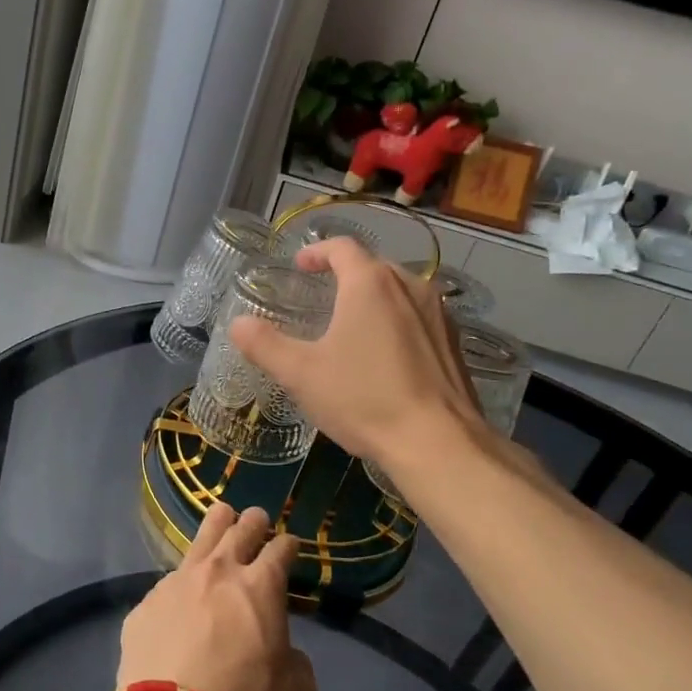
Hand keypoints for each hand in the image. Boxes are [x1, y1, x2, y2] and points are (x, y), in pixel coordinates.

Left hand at [117, 505, 316, 690]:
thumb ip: (294, 660)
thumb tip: (281, 652)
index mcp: (260, 586)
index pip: (280, 550)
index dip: (288, 545)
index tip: (291, 546)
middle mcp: (218, 572)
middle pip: (239, 530)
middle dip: (253, 521)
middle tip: (257, 518)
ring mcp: (176, 583)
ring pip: (200, 540)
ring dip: (216, 527)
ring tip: (221, 516)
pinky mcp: (146, 604)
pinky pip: (168, 584)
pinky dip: (182, 584)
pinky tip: (181, 595)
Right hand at [229, 236, 484, 467]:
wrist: (438, 443)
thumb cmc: (363, 398)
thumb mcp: (301, 373)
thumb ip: (265, 344)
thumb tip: (237, 324)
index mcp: (370, 284)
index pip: (342, 248)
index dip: (317, 251)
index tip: (300, 265)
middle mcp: (410, 286)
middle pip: (373, 266)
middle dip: (345, 274)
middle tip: (322, 294)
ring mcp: (438, 314)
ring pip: (400, 291)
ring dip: (373, 298)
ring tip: (352, 324)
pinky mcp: (454, 343)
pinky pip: (418, 318)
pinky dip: (397, 322)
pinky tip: (384, 355)